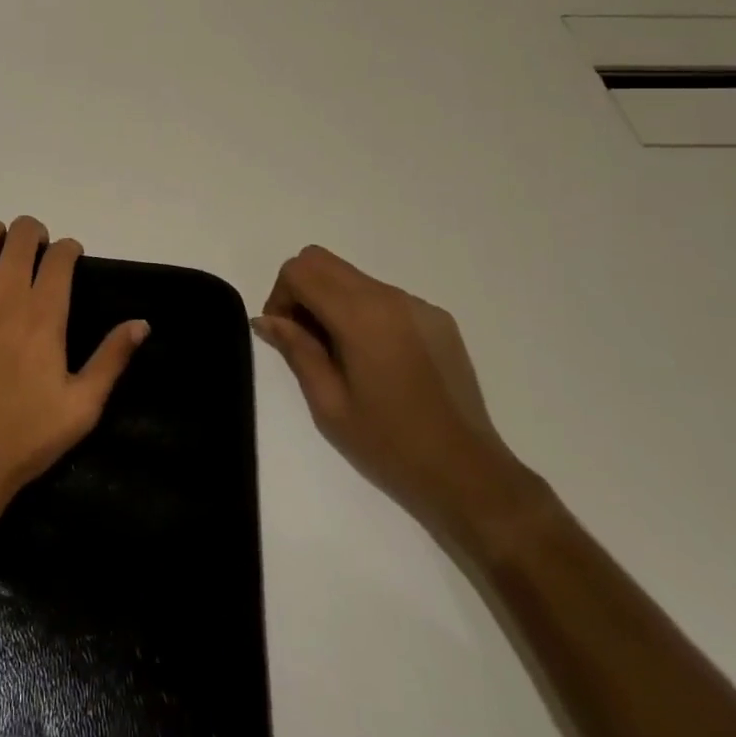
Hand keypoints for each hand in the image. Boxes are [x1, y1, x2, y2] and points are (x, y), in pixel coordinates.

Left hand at [0, 216, 148, 539]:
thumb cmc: (24, 438)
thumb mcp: (81, 407)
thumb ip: (112, 359)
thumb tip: (142, 323)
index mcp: (44, 314)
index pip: (60, 254)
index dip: (69, 249)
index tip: (70, 260)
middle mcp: (5, 294)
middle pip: (21, 233)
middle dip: (34, 234)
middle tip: (36, 255)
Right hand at [253, 246, 537, 542]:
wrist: (469, 475)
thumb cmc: (389, 444)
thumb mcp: (328, 403)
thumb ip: (296, 349)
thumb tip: (266, 319)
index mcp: (360, 315)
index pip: (299, 271)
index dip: (280, 296)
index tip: (284, 336)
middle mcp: (390, 296)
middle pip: (323, 261)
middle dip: (301, 290)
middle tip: (304, 339)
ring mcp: (418, 305)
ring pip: (353, 277)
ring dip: (332, 301)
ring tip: (341, 355)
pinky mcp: (438, 319)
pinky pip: (384, 297)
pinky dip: (364, 313)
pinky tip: (376, 360)